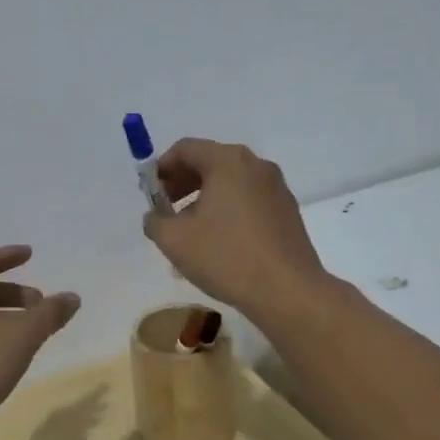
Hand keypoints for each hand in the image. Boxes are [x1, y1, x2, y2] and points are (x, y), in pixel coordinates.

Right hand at [143, 139, 329, 320]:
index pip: (185, 148)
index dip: (162, 168)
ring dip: (204, 200)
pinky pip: (248, 201)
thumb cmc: (226, 257)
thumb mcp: (174, 240)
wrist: (287, 291)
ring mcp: (276, 188)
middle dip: (183, 184)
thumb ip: (155, 220)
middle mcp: (256, 165)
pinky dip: (228, 211)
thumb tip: (156, 215)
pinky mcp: (287, 211)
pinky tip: (220, 243)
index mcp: (228, 161)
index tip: (151, 194)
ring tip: (191, 232)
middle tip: (167, 212)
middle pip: (210, 162)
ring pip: (230, 184)